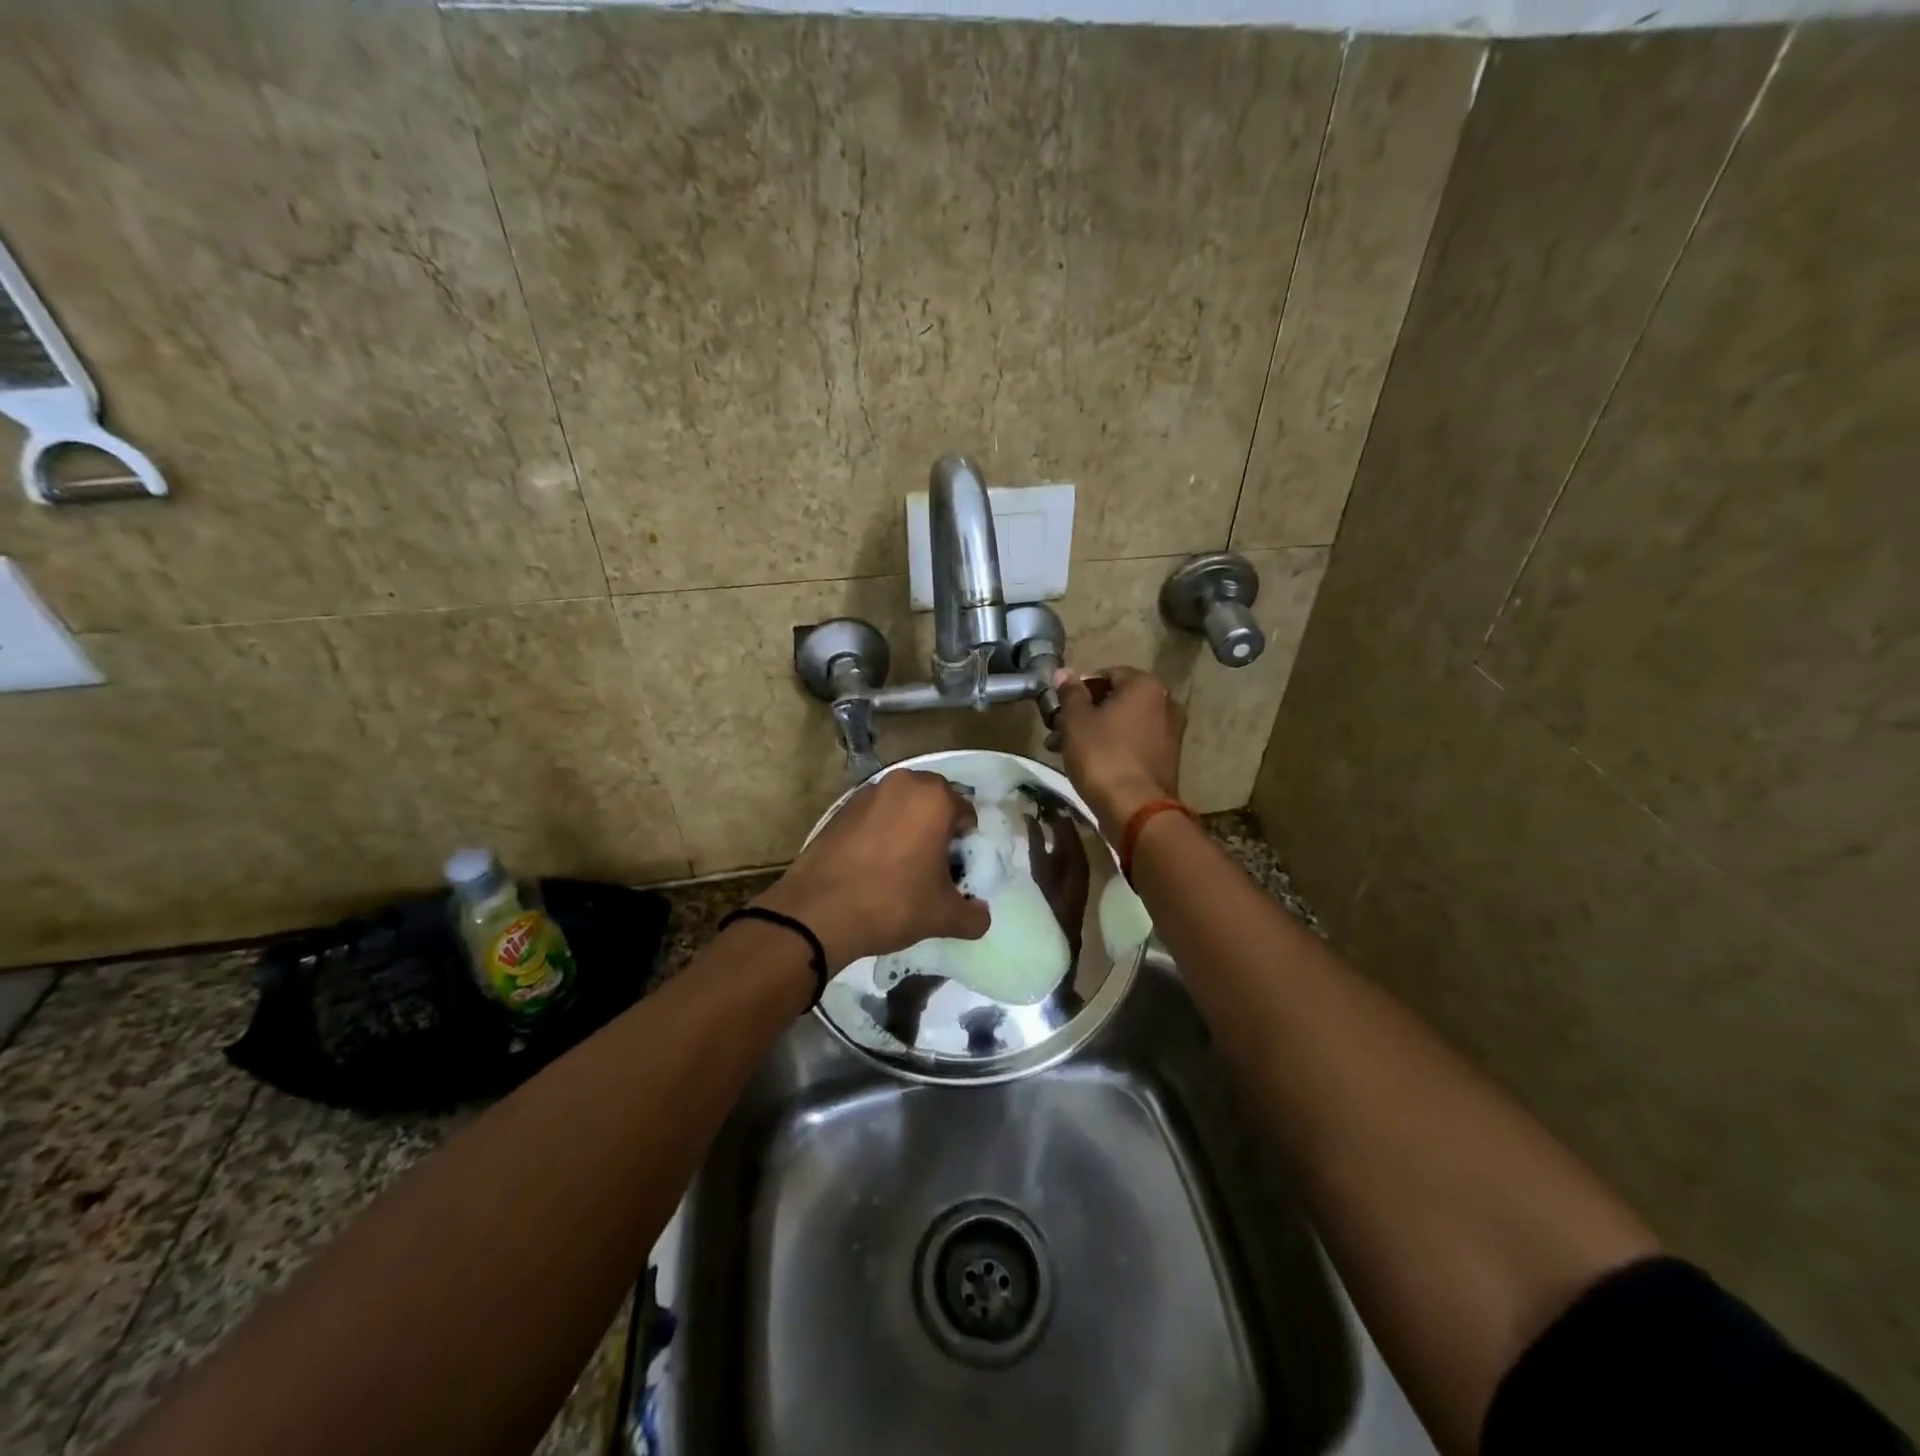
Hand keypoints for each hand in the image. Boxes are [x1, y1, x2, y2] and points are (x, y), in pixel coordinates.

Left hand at [754, 769, 990, 968]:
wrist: (818, 911)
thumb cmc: (893, 903)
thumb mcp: (943, 916)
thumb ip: (973, 915)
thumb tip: (982, 916)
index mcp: (934, 798)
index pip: (966, 813)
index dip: (966, 843)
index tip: (956, 869)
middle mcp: (903, 784)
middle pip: (933, 802)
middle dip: (937, 828)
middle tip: (932, 865)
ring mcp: (867, 793)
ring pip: (901, 806)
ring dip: (907, 827)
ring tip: (901, 865)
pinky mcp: (839, 808)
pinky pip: (873, 816)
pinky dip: (879, 832)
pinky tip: (872, 864)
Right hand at [1052, 667, 1184, 838]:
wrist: (1135, 809)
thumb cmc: (1102, 756)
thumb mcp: (1076, 721)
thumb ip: (1071, 693)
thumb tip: (1064, 672)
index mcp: (1145, 685)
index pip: (1107, 674)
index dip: (1080, 689)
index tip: (1060, 707)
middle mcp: (1165, 703)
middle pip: (1118, 699)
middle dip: (1087, 712)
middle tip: (1060, 729)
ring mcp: (1171, 732)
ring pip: (1125, 723)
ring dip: (1097, 731)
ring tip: (1068, 750)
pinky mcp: (1168, 759)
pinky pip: (1135, 743)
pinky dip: (1114, 747)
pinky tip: (1091, 763)